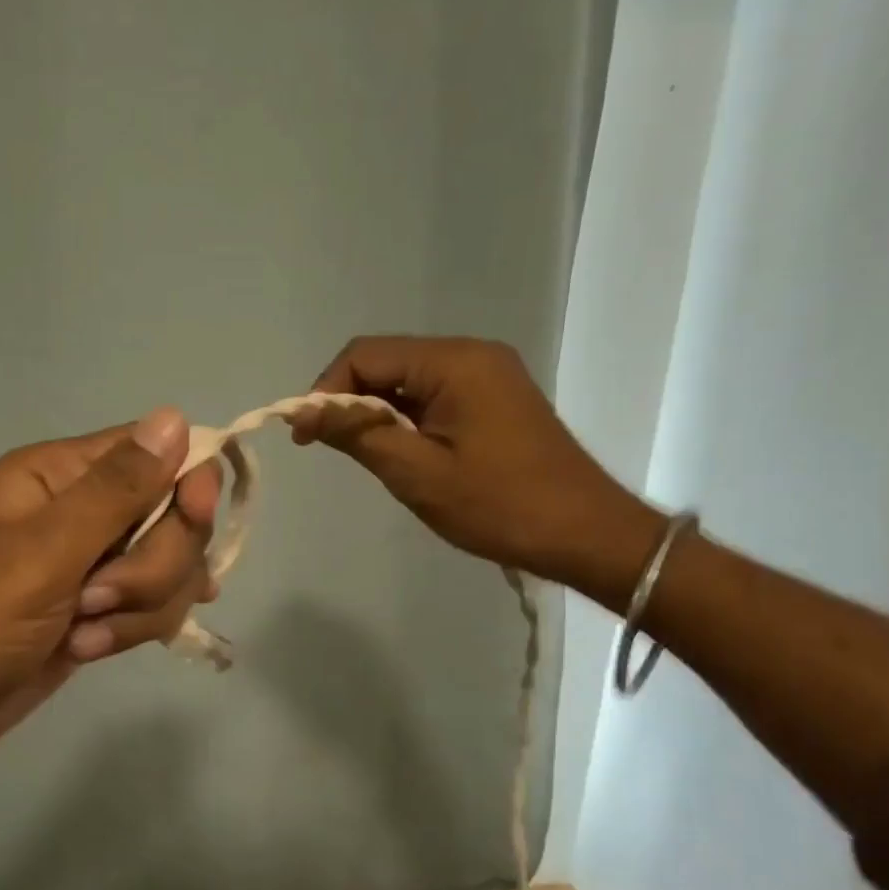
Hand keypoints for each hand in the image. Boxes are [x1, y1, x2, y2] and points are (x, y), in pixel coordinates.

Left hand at [0, 409, 219, 783]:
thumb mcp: (39, 554)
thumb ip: (114, 491)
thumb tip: (175, 416)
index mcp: (58, 475)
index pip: (158, 452)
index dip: (188, 482)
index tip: (191, 519)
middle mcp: (81, 511)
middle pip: (174, 517)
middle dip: (153, 565)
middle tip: (95, 597)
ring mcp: (90, 566)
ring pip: (169, 570)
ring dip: (139, 607)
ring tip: (81, 634)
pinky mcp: (95, 612)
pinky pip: (150, 607)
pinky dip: (129, 631)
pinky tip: (86, 649)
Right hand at [290, 336, 663, 589]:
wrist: (585, 534)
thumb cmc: (498, 505)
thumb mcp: (416, 473)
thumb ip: (357, 433)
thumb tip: (303, 411)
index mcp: (454, 362)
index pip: (365, 355)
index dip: (325, 390)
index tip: (305, 437)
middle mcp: (471, 355)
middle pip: (386, 362)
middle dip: (350, 402)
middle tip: (331, 450)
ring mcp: (487, 375)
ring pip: (407, 382)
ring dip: (377, 414)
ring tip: (368, 459)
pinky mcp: (494, 399)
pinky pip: (433, 397)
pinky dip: (406, 421)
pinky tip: (402, 455)